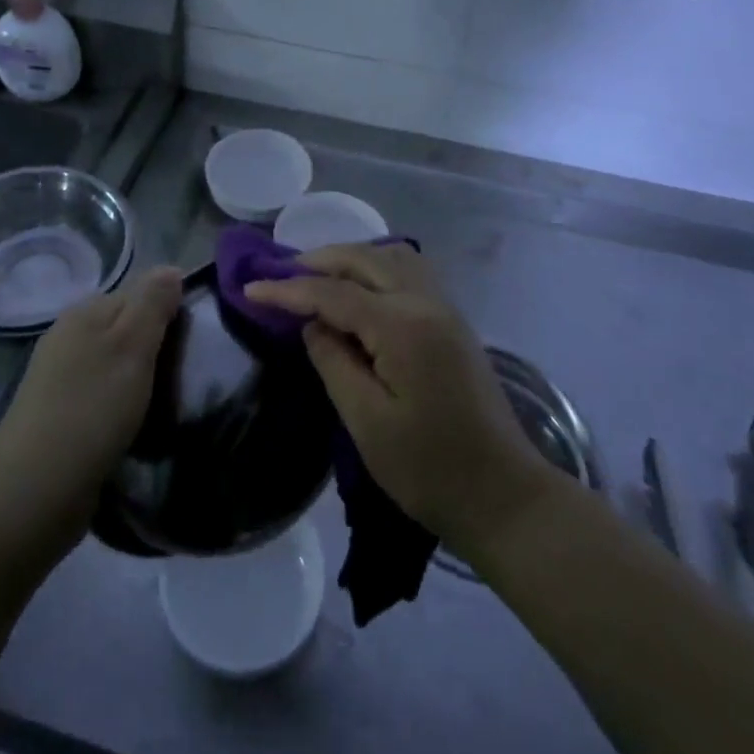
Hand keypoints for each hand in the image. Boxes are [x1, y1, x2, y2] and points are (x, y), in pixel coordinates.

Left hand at [0, 267, 183, 550]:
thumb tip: (171, 267)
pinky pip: (102, 394)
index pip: (139, 292)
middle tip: (186, 373)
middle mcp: (68, 335)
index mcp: (85, 312)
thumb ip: (152, 303)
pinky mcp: (58, 415)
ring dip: (139, 377)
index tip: (194, 341)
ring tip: (166, 401)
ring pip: (114, 362)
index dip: (169, 311)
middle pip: (125, 326)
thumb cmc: (92, 409)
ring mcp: (58, 377)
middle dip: (155, 344)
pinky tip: (135, 424)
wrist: (33, 492)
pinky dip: (121, 403)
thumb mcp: (132, 346)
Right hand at [246, 244, 555, 558]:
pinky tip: (360, 287)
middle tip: (279, 275)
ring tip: (316, 275)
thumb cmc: (429, 469)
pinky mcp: (453, 322)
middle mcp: (427, 302)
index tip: (250, 289)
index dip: (289, 289)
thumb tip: (313, 324)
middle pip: (365, 259)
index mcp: (403, 326)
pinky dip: (377, 266)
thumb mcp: (368, 423)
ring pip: (391, 257)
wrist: (504, 496)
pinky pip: (410, 272)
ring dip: (351, 258)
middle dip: (319, 261)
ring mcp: (445, 308)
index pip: (334, 293)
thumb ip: (334, 362)